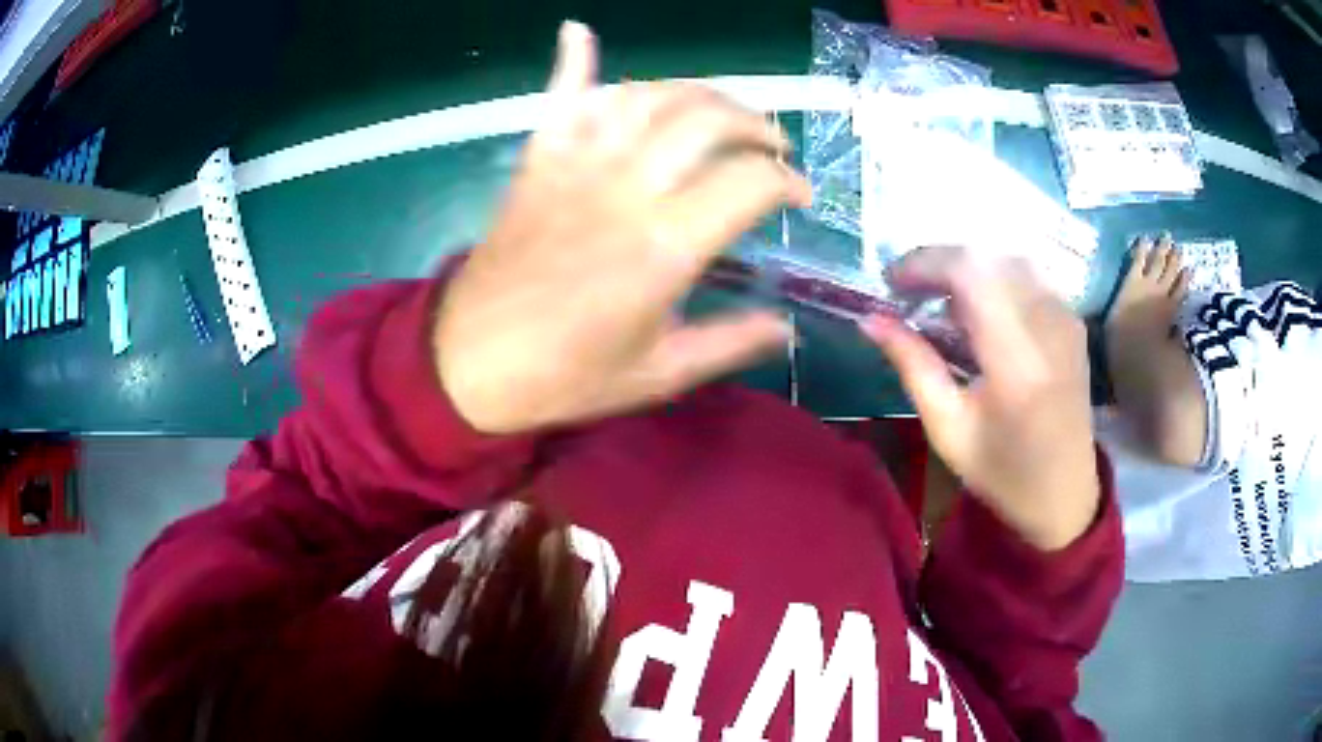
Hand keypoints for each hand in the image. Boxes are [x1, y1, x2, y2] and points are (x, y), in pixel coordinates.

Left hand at [435, 22, 810, 433]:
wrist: (467, 366)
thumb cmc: (563, 377)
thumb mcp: (657, 375)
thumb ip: (728, 344)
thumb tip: (787, 329)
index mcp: (664, 246)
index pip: (749, 182)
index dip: (788, 182)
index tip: (798, 198)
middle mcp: (625, 187)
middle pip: (707, 120)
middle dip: (755, 125)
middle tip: (771, 148)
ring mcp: (576, 166)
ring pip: (648, 97)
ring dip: (696, 93)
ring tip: (718, 112)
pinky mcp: (537, 162)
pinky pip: (559, 98)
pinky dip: (573, 61)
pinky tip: (580, 32)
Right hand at [860, 247, 1100, 550]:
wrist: (1065, 493)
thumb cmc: (1003, 472)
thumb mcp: (948, 428)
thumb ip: (912, 365)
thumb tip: (870, 319)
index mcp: (1017, 361)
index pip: (970, 273)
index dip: (924, 263)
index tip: (891, 283)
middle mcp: (1048, 325)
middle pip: (988, 256)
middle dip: (940, 263)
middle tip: (909, 291)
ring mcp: (1067, 318)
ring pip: (1008, 258)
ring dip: (968, 268)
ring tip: (940, 299)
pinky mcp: (1073, 320)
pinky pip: (1028, 275)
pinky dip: (995, 277)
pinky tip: (979, 308)